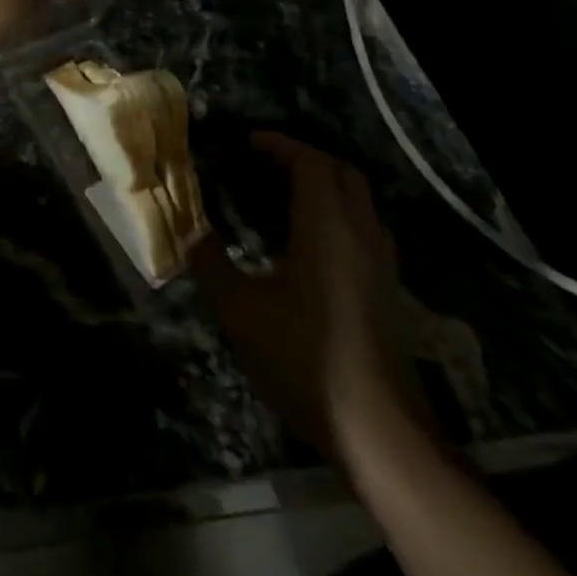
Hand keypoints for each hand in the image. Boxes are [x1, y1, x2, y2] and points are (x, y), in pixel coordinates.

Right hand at [195, 134, 423, 461]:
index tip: (247, 142)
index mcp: (327, 226)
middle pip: (341, 172)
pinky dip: (337, 214)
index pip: (310, 162)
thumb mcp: (239, 311)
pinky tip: (308, 242)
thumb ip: (210, 263)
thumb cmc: (304, 359)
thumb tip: (189, 232)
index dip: (279, 144)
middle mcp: (360, 233)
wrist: (380, 433)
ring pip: (358, 200)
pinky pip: (364, 228)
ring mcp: (381, 263)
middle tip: (265, 162)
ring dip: (324, 185)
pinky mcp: (387, 290)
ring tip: (282, 195)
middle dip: (304, 157)